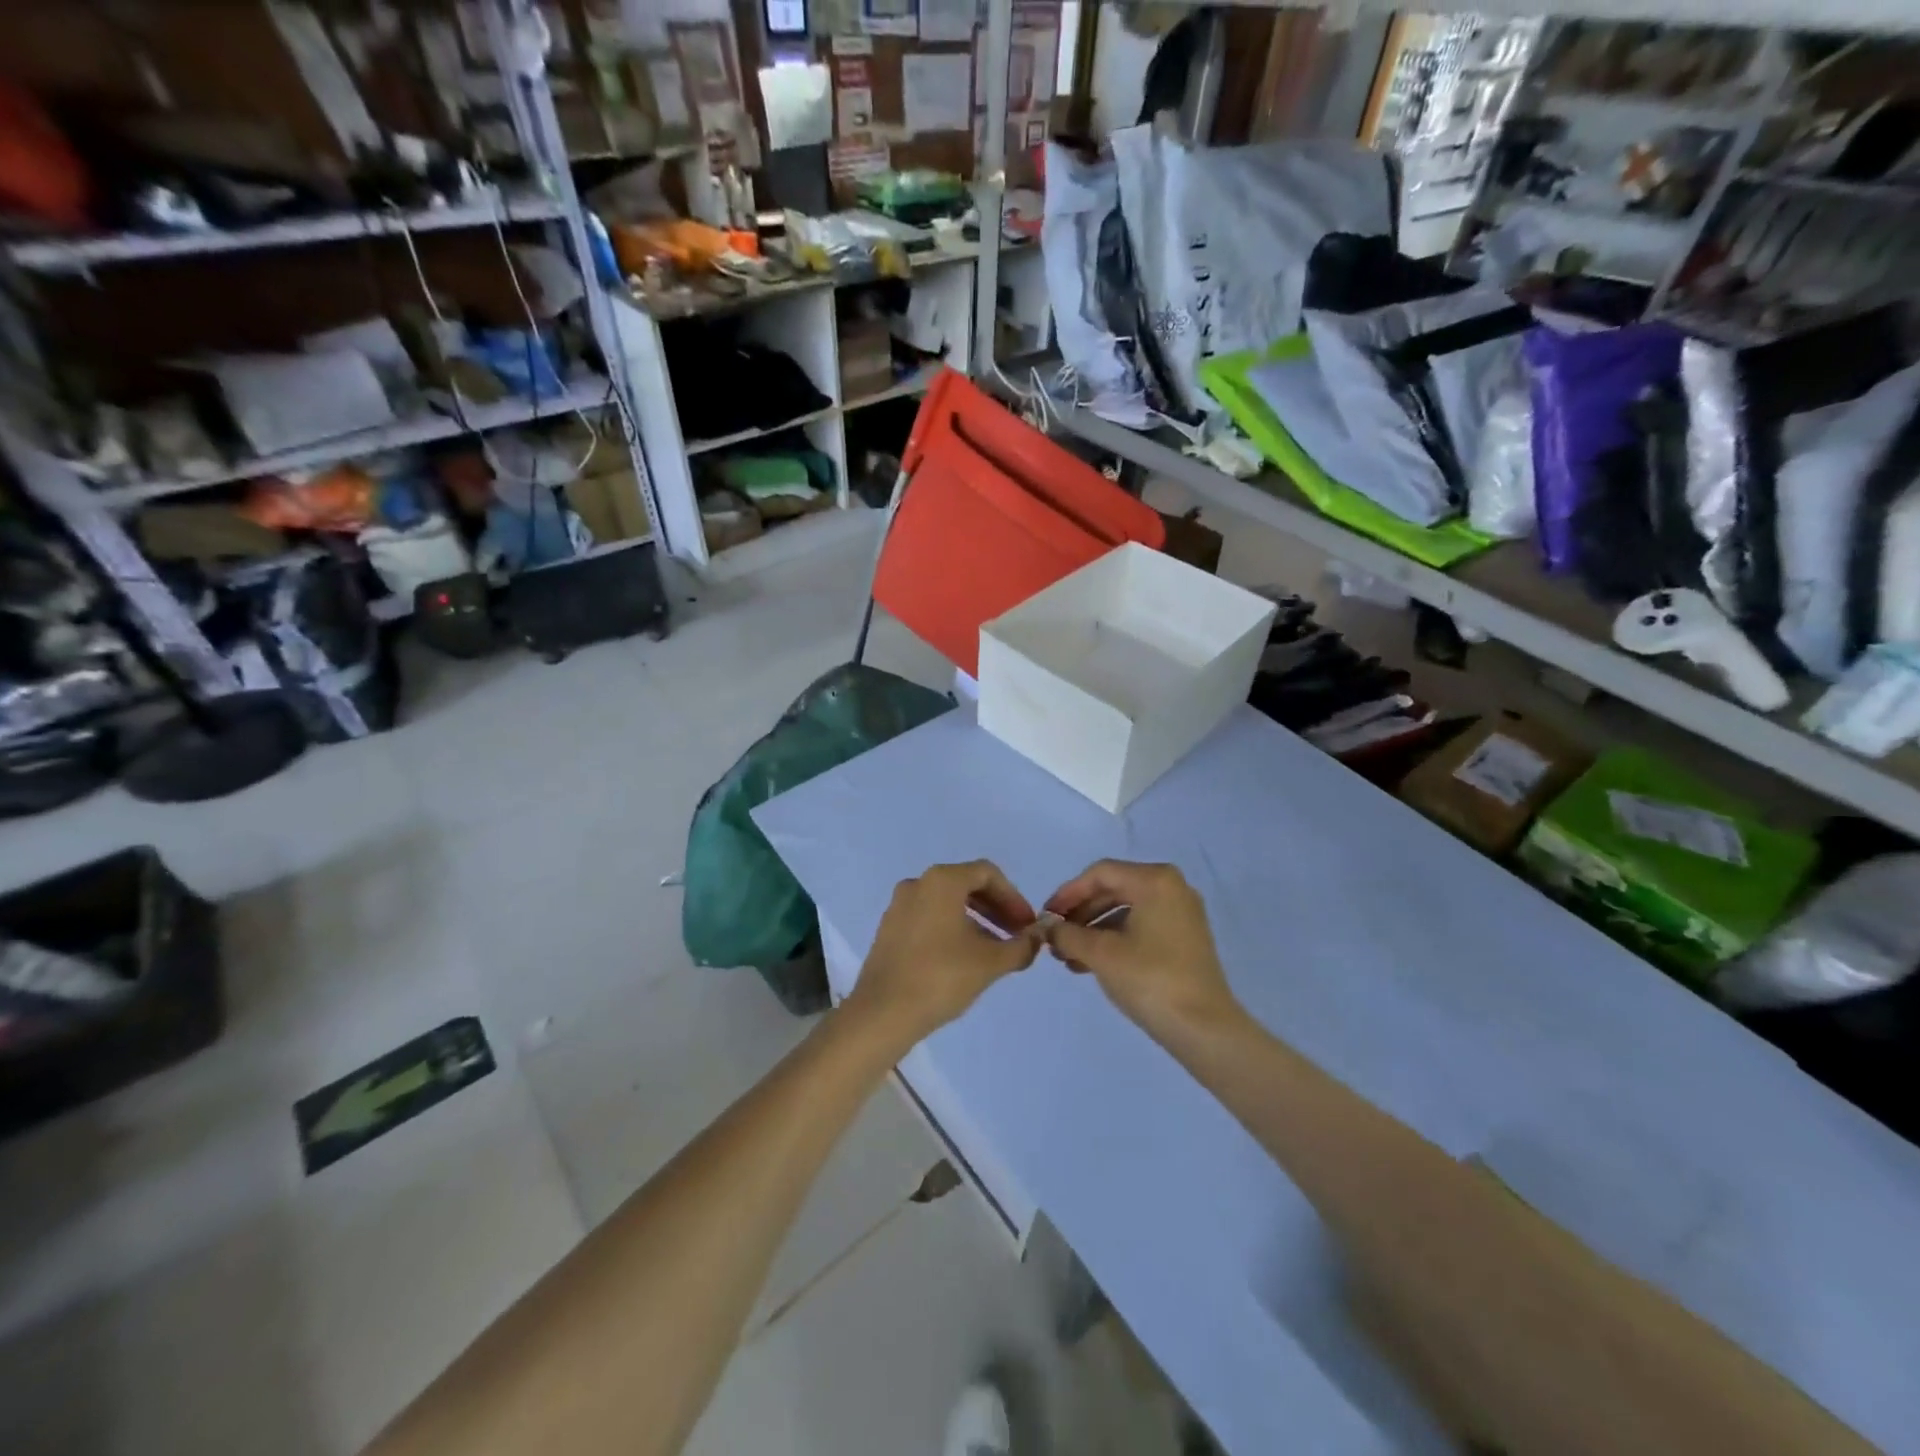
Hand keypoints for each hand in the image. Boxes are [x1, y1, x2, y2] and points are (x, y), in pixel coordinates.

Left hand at [846, 861, 1042, 1045]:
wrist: (882, 1013)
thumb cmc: (941, 977)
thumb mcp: (991, 962)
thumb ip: (1021, 946)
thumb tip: (1038, 937)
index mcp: (942, 881)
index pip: (988, 874)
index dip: (1014, 897)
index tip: (1028, 925)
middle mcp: (918, 884)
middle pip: (966, 885)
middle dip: (996, 908)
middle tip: (1016, 935)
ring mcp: (899, 906)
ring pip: (947, 902)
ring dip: (976, 920)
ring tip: (995, 950)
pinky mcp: (889, 929)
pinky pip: (929, 917)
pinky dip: (952, 928)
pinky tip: (964, 958)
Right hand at [1044, 860, 1241, 1034]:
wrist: (1204, 1028)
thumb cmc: (1150, 979)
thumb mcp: (1100, 954)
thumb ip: (1068, 934)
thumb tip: (1047, 928)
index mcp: (1155, 880)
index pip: (1100, 874)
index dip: (1068, 893)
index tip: (1046, 916)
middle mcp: (1172, 888)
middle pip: (1113, 889)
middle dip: (1080, 913)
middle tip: (1055, 937)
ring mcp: (1181, 914)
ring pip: (1126, 911)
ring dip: (1093, 930)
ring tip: (1068, 957)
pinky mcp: (1185, 939)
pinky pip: (1141, 927)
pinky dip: (1114, 940)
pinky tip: (1090, 964)